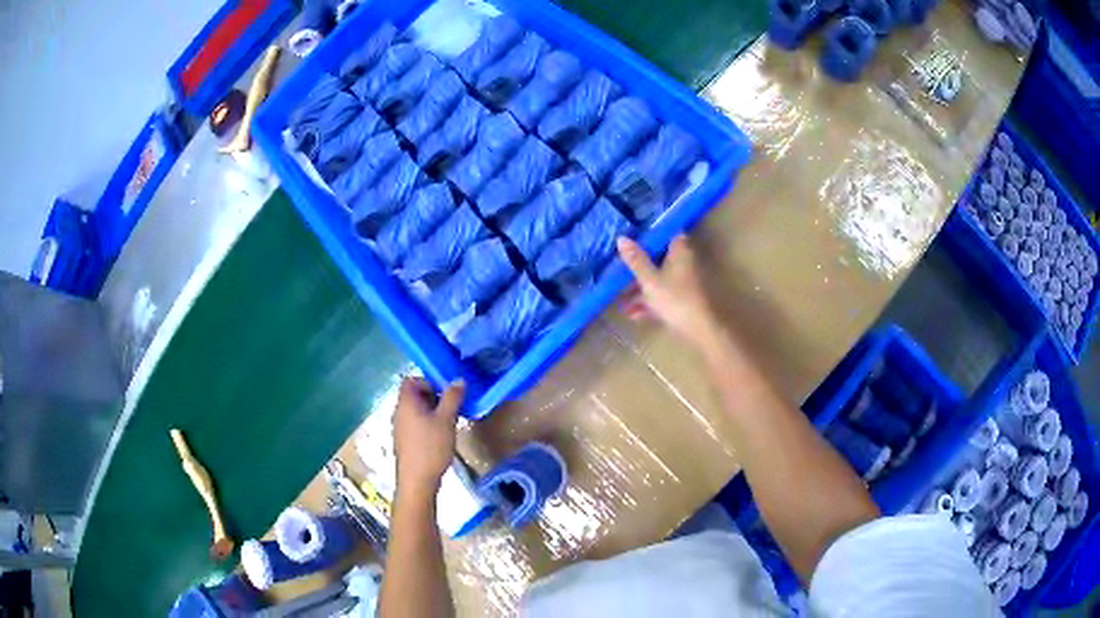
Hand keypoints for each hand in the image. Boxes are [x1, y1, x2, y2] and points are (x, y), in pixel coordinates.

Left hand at [394, 377, 464, 496]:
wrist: (417, 480)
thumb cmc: (431, 447)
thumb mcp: (446, 420)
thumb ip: (452, 398)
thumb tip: (458, 380)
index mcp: (406, 403)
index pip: (412, 380)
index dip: (429, 381)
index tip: (446, 392)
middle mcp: (399, 412)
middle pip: (415, 395)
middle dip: (434, 397)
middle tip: (452, 407)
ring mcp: (400, 427)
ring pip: (417, 411)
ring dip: (433, 412)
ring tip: (449, 422)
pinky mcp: (404, 441)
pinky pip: (416, 424)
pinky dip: (428, 424)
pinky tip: (441, 437)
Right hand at [617, 235, 720, 349]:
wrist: (699, 331)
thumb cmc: (675, 300)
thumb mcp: (650, 280)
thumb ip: (636, 260)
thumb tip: (622, 238)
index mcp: (680, 252)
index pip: (668, 234)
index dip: (651, 235)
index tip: (633, 238)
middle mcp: (684, 264)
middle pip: (659, 259)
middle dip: (640, 267)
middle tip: (621, 271)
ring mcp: (684, 284)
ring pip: (659, 280)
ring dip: (641, 289)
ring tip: (622, 301)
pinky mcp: (683, 301)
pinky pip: (663, 296)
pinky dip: (650, 303)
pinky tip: (634, 315)